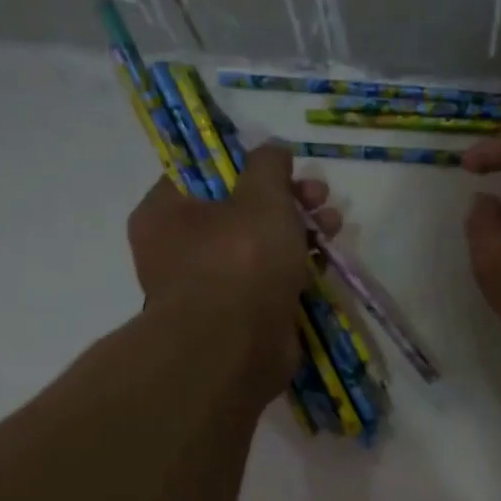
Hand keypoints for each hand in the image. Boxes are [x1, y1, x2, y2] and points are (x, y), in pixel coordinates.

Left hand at [127, 145, 341, 396]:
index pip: (203, 174)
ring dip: (298, 232)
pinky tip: (325, 260)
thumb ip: (269, 165)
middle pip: (237, 210)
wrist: (236, 349)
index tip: (284, 167)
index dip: (248, 165)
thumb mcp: (261, 196)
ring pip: (257, 247)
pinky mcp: (238, 317)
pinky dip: (294, 269)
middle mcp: (179, 249)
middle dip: (285, 200)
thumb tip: (273, 151)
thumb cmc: (240, 260)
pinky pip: (267, 281)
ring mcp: (209, 287)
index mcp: (166, 212)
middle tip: (319, 195)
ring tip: (334, 224)